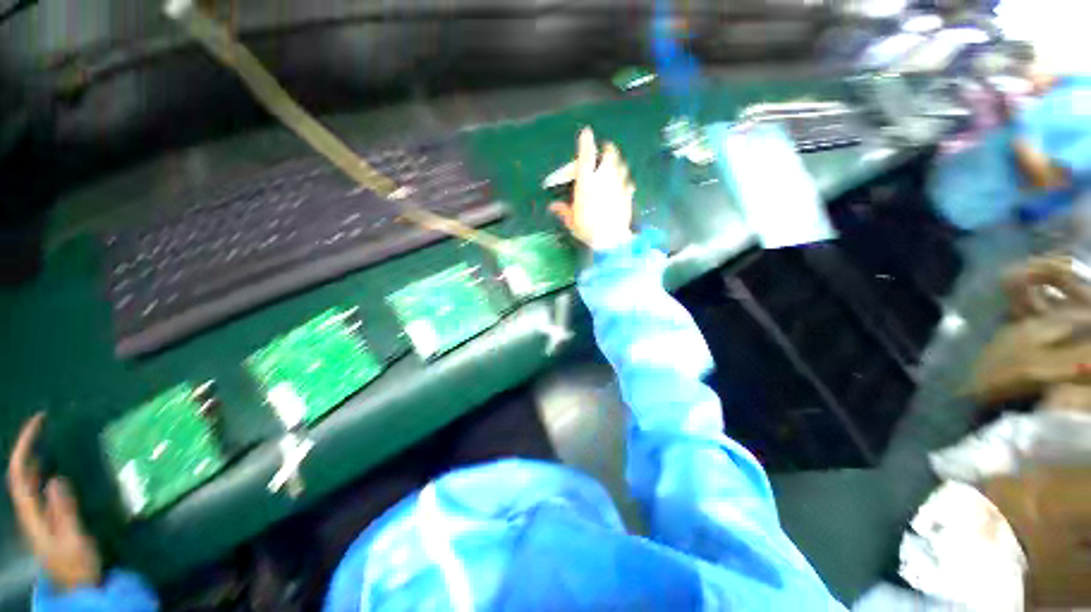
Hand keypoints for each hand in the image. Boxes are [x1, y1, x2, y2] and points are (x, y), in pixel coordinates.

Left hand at [7, 414, 101, 590]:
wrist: (79, 587)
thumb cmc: (77, 564)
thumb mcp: (73, 540)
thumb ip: (64, 512)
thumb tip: (56, 479)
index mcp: (31, 513)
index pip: (19, 473)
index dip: (25, 445)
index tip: (40, 422)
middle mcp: (29, 510)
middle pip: (20, 473)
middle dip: (28, 446)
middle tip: (45, 423)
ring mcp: (39, 515)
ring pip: (28, 480)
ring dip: (34, 455)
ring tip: (48, 438)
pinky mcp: (49, 517)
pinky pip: (40, 487)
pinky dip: (44, 470)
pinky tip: (55, 467)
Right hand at [549, 128, 634, 250]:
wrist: (611, 241)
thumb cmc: (588, 230)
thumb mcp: (572, 222)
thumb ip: (563, 211)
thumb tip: (553, 207)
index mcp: (586, 183)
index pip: (586, 157)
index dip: (586, 142)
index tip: (586, 132)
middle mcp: (603, 179)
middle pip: (609, 156)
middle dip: (608, 150)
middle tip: (606, 148)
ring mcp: (618, 186)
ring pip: (621, 166)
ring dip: (618, 163)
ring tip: (615, 164)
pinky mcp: (628, 195)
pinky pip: (628, 183)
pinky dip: (626, 180)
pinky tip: (625, 184)